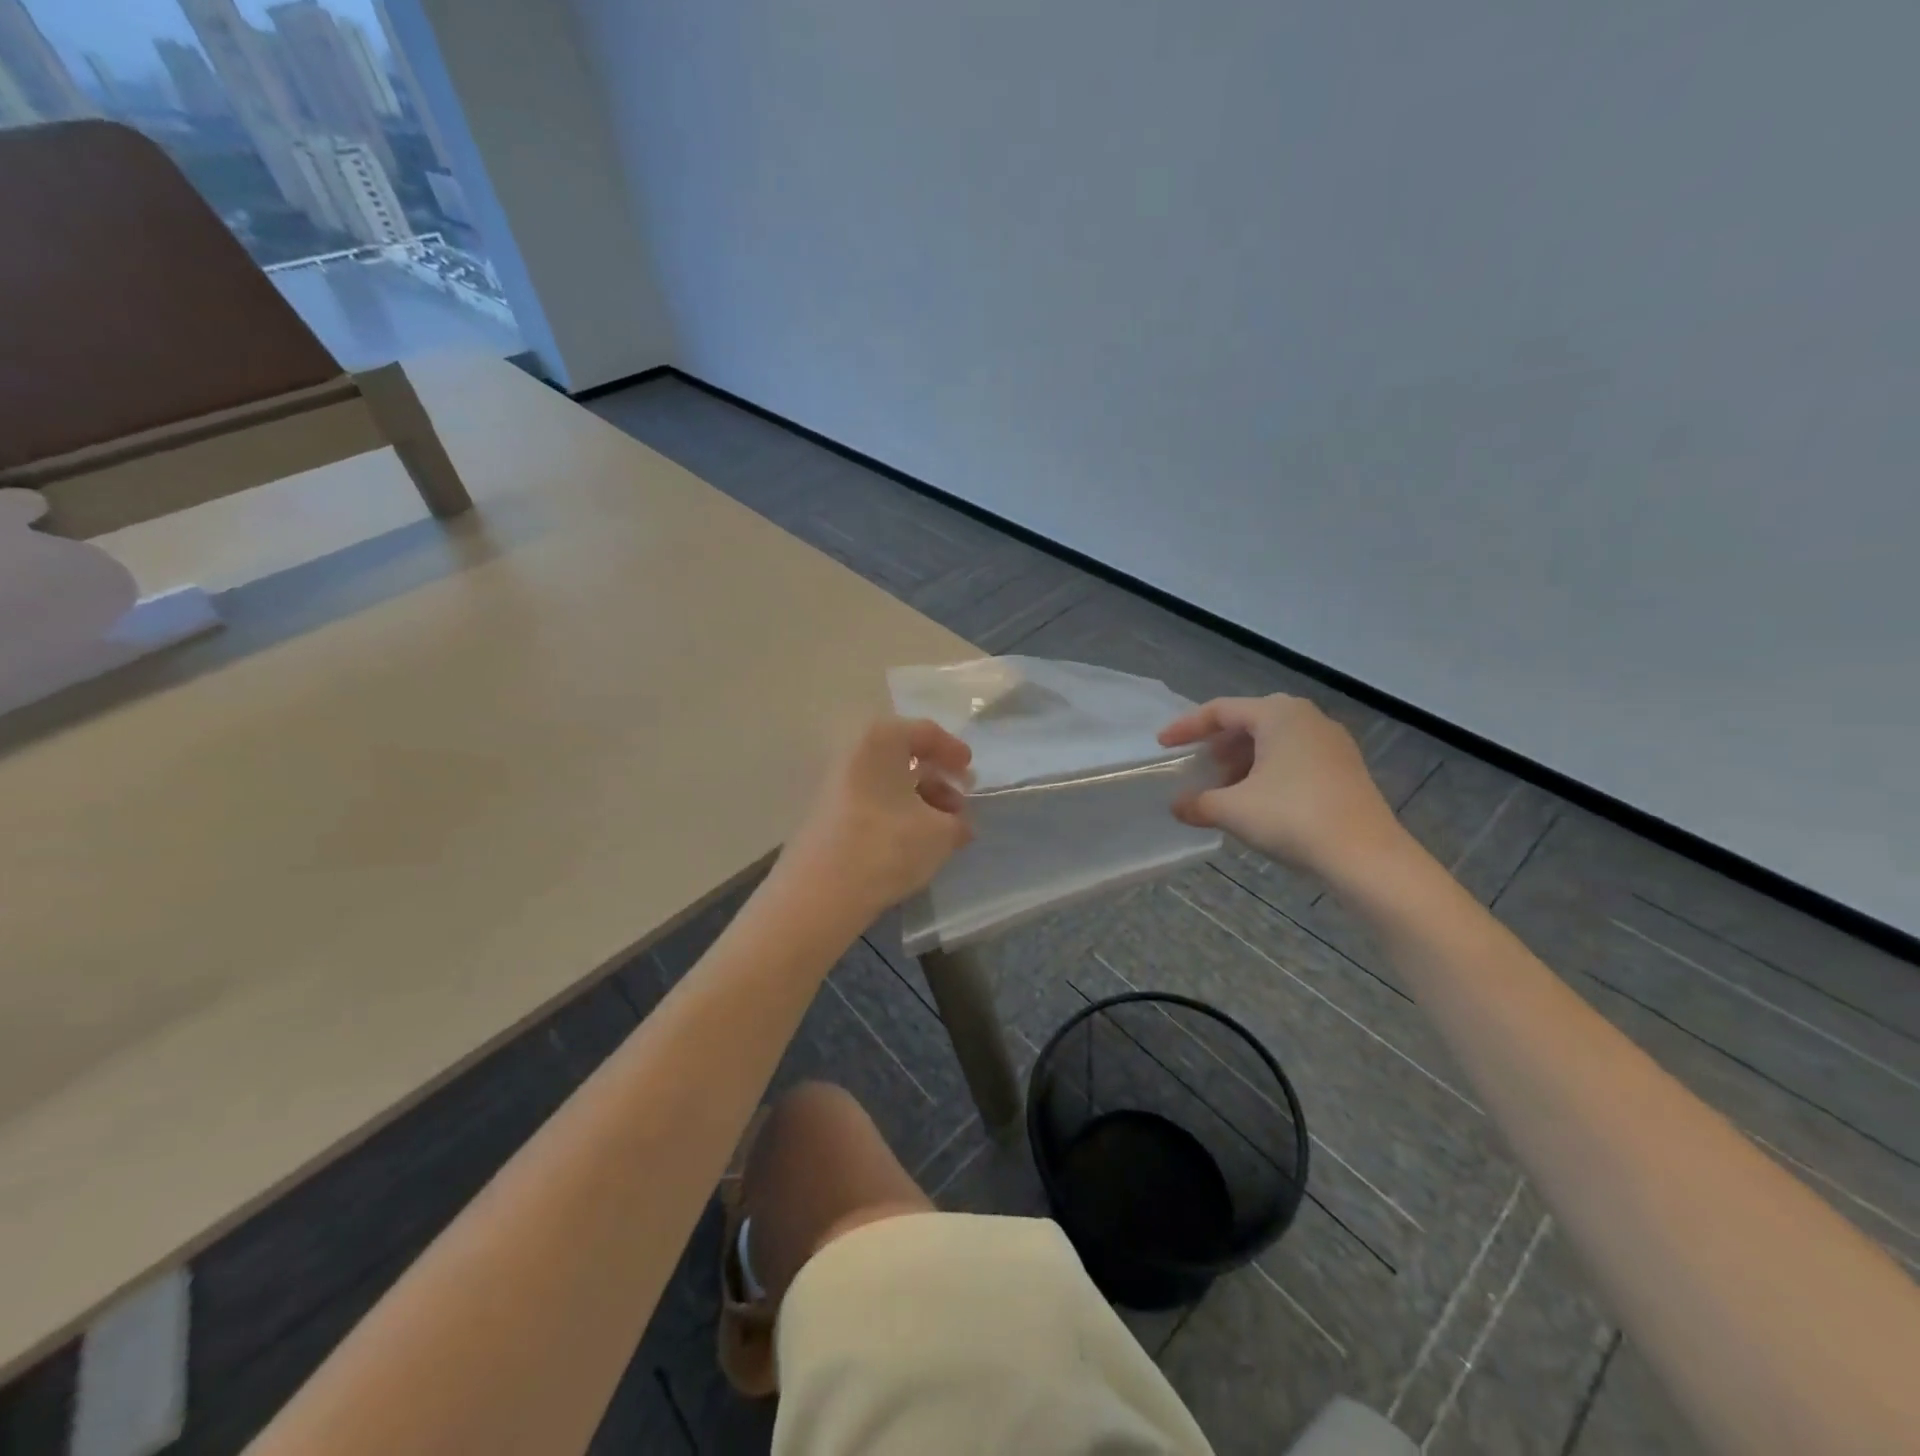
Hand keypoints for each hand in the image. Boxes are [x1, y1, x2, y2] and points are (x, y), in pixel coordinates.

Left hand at [780, 716, 973, 920]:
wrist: (819, 893)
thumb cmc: (887, 846)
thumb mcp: (940, 833)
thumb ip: (958, 822)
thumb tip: (959, 824)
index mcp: (882, 740)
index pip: (926, 732)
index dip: (954, 751)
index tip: (971, 773)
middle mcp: (855, 753)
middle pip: (905, 757)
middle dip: (937, 780)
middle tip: (960, 804)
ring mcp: (836, 784)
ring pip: (888, 783)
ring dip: (920, 801)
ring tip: (944, 831)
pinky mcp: (828, 814)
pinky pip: (872, 803)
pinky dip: (898, 814)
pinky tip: (915, 842)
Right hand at [1158, 695, 1405, 879]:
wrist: (1366, 856)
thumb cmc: (1292, 818)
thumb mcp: (1233, 810)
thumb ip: (1198, 803)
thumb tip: (1178, 806)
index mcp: (1278, 714)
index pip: (1220, 710)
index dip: (1187, 727)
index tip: (1163, 745)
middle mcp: (1306, 718)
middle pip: (1249, 722)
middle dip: (1217, 744)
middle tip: (1196, 766)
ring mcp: (1331, 742)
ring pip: (1274, 741)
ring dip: (1242, 760)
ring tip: (1223, 788)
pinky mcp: (1345, 768)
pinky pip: (1294, 757)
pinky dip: (1268, 771)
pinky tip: (1257, 800)